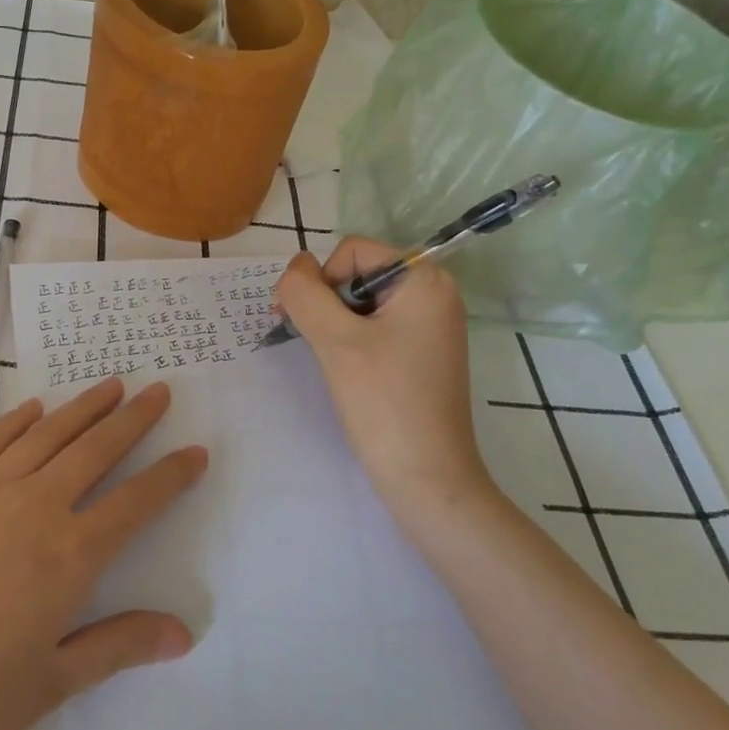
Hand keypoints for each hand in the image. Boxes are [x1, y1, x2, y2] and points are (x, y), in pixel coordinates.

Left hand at [0, 378, 205, 729]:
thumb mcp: (46, 687)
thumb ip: (115, 647)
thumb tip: (182, 632)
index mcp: (68, 557)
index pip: (136, 503)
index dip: (171, 475)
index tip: (195, 451)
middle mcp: (33, 509)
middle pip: (95, 451)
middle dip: (132, 419)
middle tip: (158, 391)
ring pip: (46, 436)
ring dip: (82, 408)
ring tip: (110, 386)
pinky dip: (16, 422)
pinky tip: (33, 409)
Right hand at [274, 238, 494, 526]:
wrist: (426, 478)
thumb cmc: (383, 402)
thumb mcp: (335, 340)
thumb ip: (305, 293)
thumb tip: (294, 267)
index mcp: (425, 280)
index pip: (352, 252)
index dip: (322, 281)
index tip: (306, 324)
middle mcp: (434, 294)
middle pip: (358, 273)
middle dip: (327, 303)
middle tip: (314, 344)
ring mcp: (430, 325)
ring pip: (361, 302)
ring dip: (335, 324)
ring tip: (331, 361)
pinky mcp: (422, 352)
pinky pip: (376, 326)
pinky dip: (351, 340)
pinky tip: (347, 371)